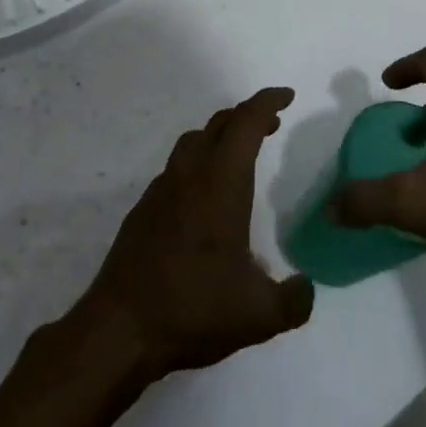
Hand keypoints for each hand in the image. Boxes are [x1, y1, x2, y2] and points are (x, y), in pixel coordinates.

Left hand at [76, 88, 314, 382]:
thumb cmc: (194, 308)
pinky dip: (197, 165)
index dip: (268, 102)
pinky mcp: (143, 211)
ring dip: (220, 137)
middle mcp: (190, 175)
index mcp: (221, 182)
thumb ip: (294, 300)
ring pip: (193, 143)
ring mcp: (161, 190)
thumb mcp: (259, 315)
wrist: (119, 330)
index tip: (287, 96)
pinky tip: (205, 200)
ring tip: (239, 156)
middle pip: (219, 124)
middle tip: (272, 124)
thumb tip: (306, 288)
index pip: (246, 123)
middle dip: (248, 116)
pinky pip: (176, 170)